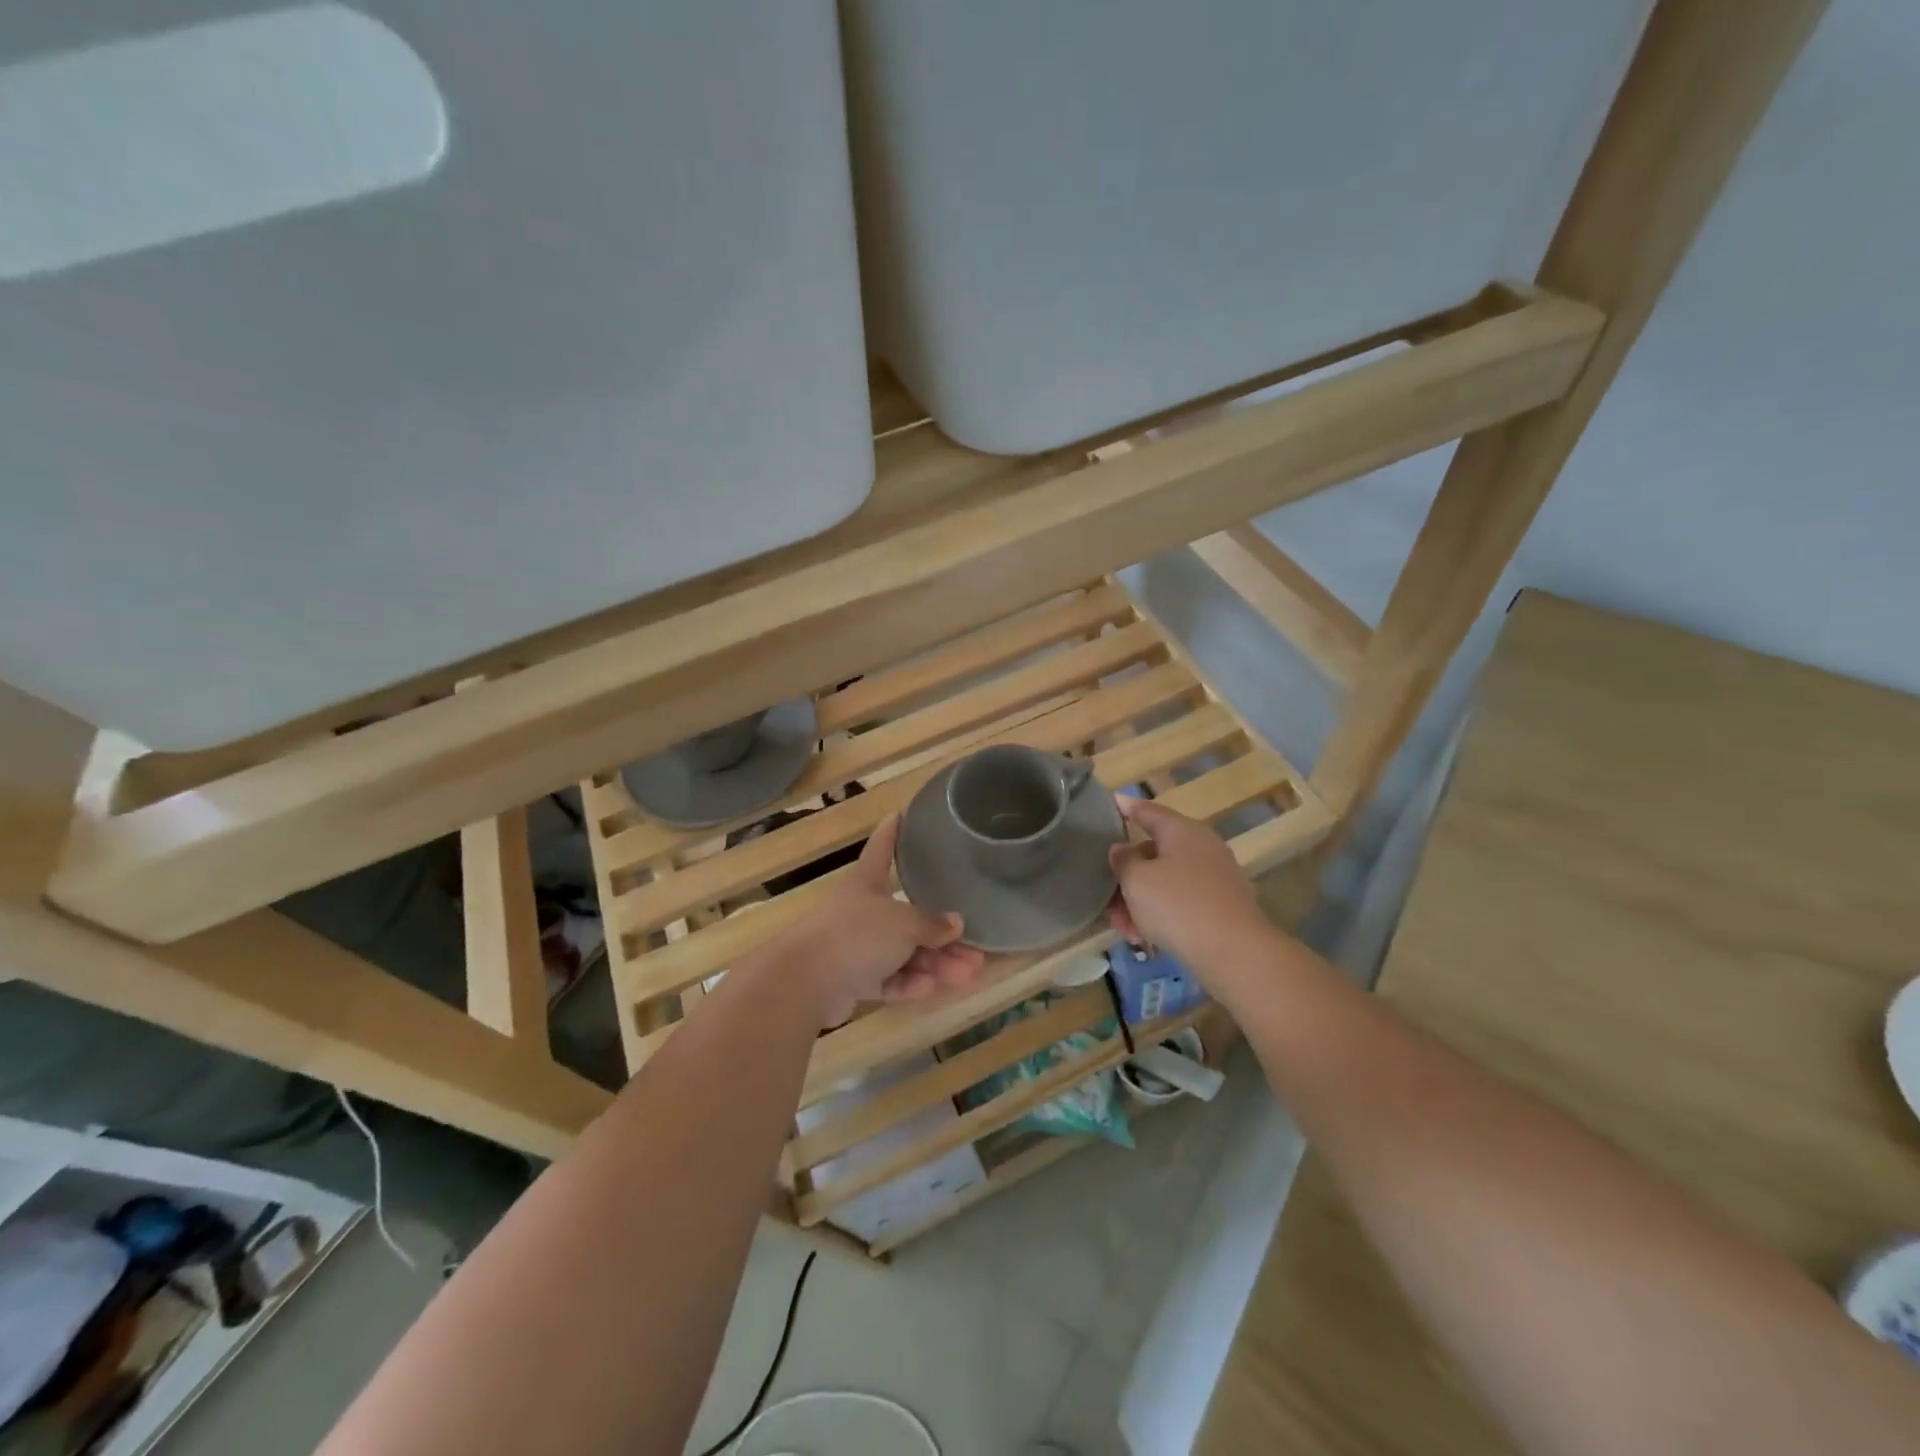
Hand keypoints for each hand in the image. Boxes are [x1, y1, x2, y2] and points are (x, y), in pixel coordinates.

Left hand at [783, 814, 987, 1026]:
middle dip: (942, 933)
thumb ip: (932, 924)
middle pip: (908, 915)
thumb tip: (956, 924)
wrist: (805, 981)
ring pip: (904, 952)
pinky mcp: (853, 979)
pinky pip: (889, 978)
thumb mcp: (903, 924)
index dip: (893, 831)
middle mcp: (863, 910)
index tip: (902, 813)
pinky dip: (910, 984)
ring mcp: (857, 947)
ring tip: (969, 974)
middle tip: (976, 948)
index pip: (883, 847)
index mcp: (868, 881)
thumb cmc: (856, 935)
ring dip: (936, 963)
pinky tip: (932, 989)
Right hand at [1107, 796, 1263, 966]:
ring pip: (1165, 883)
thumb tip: (1122, 849)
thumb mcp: (1136, 880)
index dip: (1129, 807)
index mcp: (1181, 831)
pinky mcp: (1221, 906)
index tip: (1114, 801)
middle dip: (1127, 877)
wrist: (1234, 953)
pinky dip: (1161, 915)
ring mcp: (1215, 877)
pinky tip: (1145, 940)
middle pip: (1154, 853)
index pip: (1149, 811)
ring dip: (1140, 902)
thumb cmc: (1177, 906)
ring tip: (1124, 930)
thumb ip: (1123, 861)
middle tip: (1107, 899)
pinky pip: (1181, 903)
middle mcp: (1201, 847)